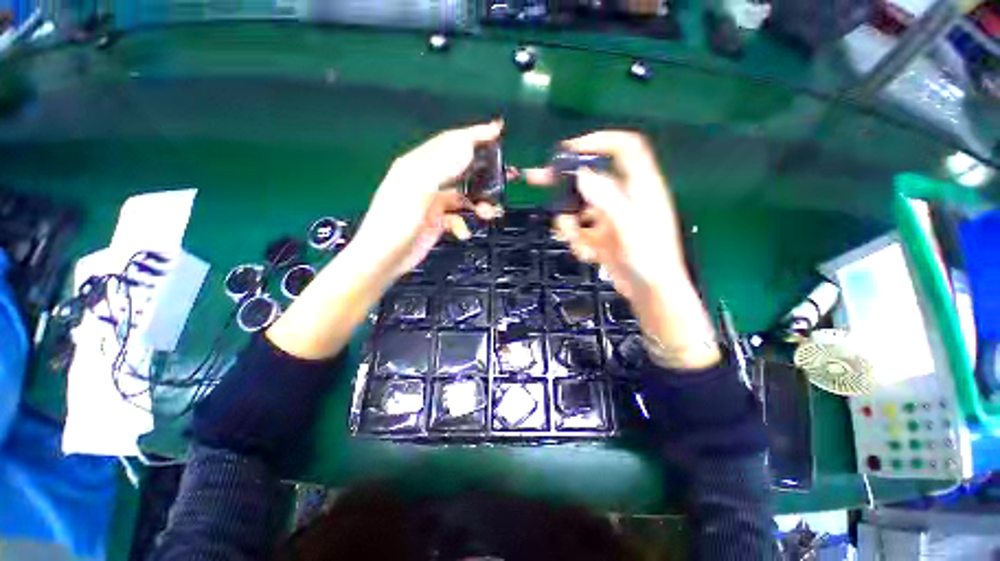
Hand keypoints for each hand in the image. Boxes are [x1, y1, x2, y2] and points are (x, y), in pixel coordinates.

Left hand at [267, 121, 504, 359]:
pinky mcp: (436, 220)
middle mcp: (426, 180)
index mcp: (417, 165)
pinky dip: (463, 224)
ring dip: (477, 203)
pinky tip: (463, 233)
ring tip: (489, 213)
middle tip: (505, 176)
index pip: (450, 143)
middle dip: (482, 172)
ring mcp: (431, 201)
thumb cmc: (396, 222)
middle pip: (460, 168)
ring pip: (463, 196)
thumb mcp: (417, 191)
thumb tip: (466, 146)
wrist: (383, 259)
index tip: (498, 130)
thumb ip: (441, 167)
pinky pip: (457, 217)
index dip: (474, 135)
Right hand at [527, 131, 719, 369]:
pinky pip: (578, 228)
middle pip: (591, 176)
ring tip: (575, 241)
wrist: (650, 294)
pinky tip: (586, 254)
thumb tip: (582, 175)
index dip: (599, 142)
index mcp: (640, 187)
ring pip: (579, 206)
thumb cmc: (649, 260)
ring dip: (569, 222)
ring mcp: (610, 217)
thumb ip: (607, 200)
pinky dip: (576, 239)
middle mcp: (624, 197)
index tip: (568, 151)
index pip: (624, 148)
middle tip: (535, 178)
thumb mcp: (630, 229)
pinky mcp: (600, 234)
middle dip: (563, 180)